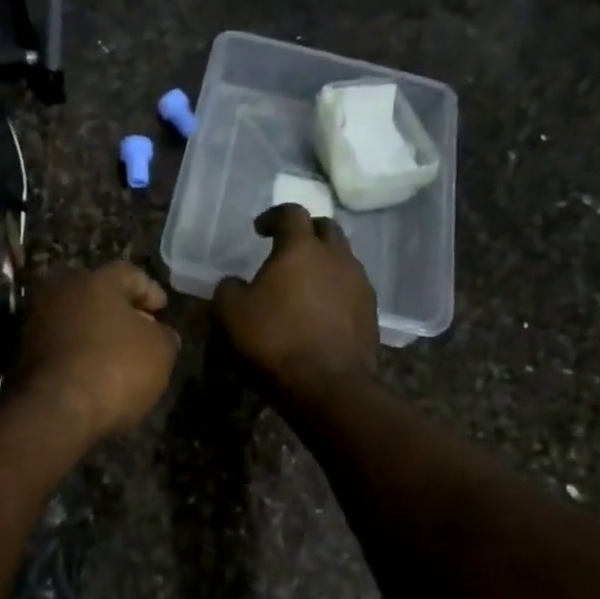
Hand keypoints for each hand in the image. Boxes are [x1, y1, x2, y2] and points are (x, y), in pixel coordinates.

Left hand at [12, 263, 179, 441]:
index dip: (151, 292)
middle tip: (142, 333)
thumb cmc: (115, 369)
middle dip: (122, 313)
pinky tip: (93, 374)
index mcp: (96, 280)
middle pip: (99, 295)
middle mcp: (61, 291)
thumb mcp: (160, 352)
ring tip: (119, 358)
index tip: (163, 312)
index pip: (131, 274)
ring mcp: (36, 320)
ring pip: (76, 320)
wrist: (53, 411)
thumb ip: (164, 335)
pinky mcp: (22, 352)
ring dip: (97, 334)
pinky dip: (78, 354)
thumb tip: (159, 333)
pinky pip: (61, 345)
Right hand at [214, 205, 378, 400]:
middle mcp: (337, 257)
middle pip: (326, 228)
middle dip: (306, 233)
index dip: (273, 216)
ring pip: (343, 259)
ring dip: (324, 264)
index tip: (259, 230)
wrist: (328, 386)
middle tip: (287, 249)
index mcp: (301, 248)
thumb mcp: (230, 313)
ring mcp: (360, 285)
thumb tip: (234, 283)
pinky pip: (351, 290)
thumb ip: (228, 288)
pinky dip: (335, 292)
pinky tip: (320, 312)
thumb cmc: (274, 341)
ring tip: (304, 284)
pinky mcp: (371, 313)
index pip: (291, 213)